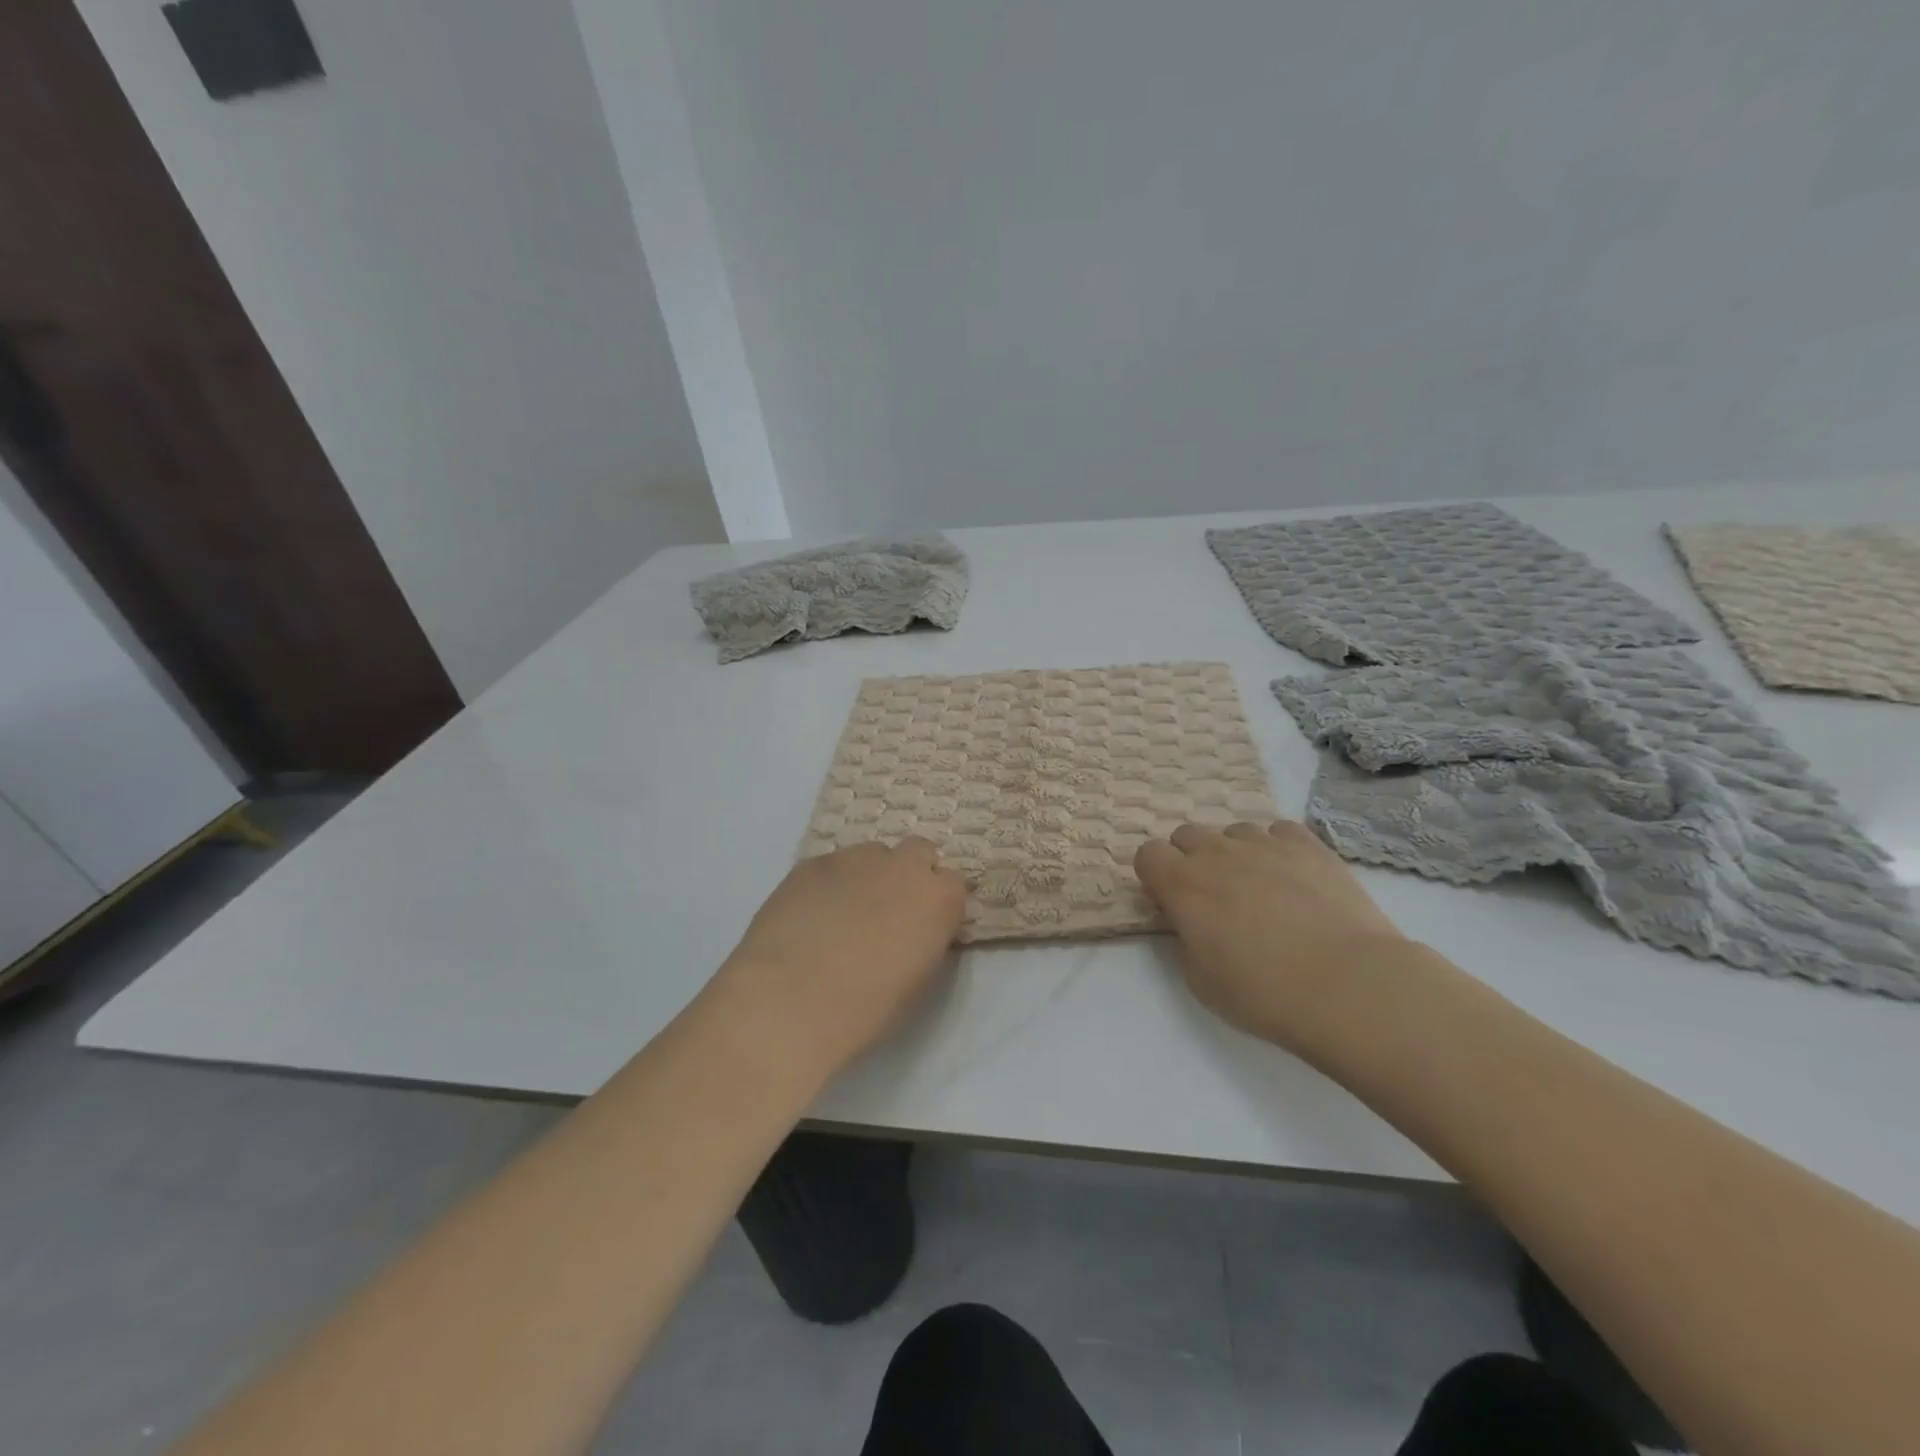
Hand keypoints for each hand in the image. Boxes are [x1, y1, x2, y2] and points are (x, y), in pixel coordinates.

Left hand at [717, 838, 967, 1073]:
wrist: (789, 1000)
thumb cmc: (865, 1008)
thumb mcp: (918, 982)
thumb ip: (925, 942)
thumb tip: (914, 931)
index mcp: (938, 899)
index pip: (955, 884)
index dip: (939, 904)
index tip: (926, 926)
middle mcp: (902, 866)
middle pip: (918, 852)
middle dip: (909, 875)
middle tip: (890, 912)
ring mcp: (855, 858)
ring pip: (872, 854)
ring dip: (869, 875)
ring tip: (844, 913)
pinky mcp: (812, 862)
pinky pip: (832, 865)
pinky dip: (830, 883)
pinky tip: (811, 915)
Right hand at [1135, 821, 1413, 1053]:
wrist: (1348, 985)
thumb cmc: (1264, 993)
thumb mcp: (1201, 981)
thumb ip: (1185, 939)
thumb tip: (1191, 921)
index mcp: (1182, 885)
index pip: (1147, 854)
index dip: (1155, 875)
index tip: (1170, 901)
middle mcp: (1217, 853)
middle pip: (1187, 834)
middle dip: (1190, 859)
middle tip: (1212, 897)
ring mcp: (1264, 843)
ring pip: (1233, 831)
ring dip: (1234, 853)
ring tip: (1258, 888)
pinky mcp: (1308, 845)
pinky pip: (1279, 831)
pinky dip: (1277, 848)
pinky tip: (1292, 877)